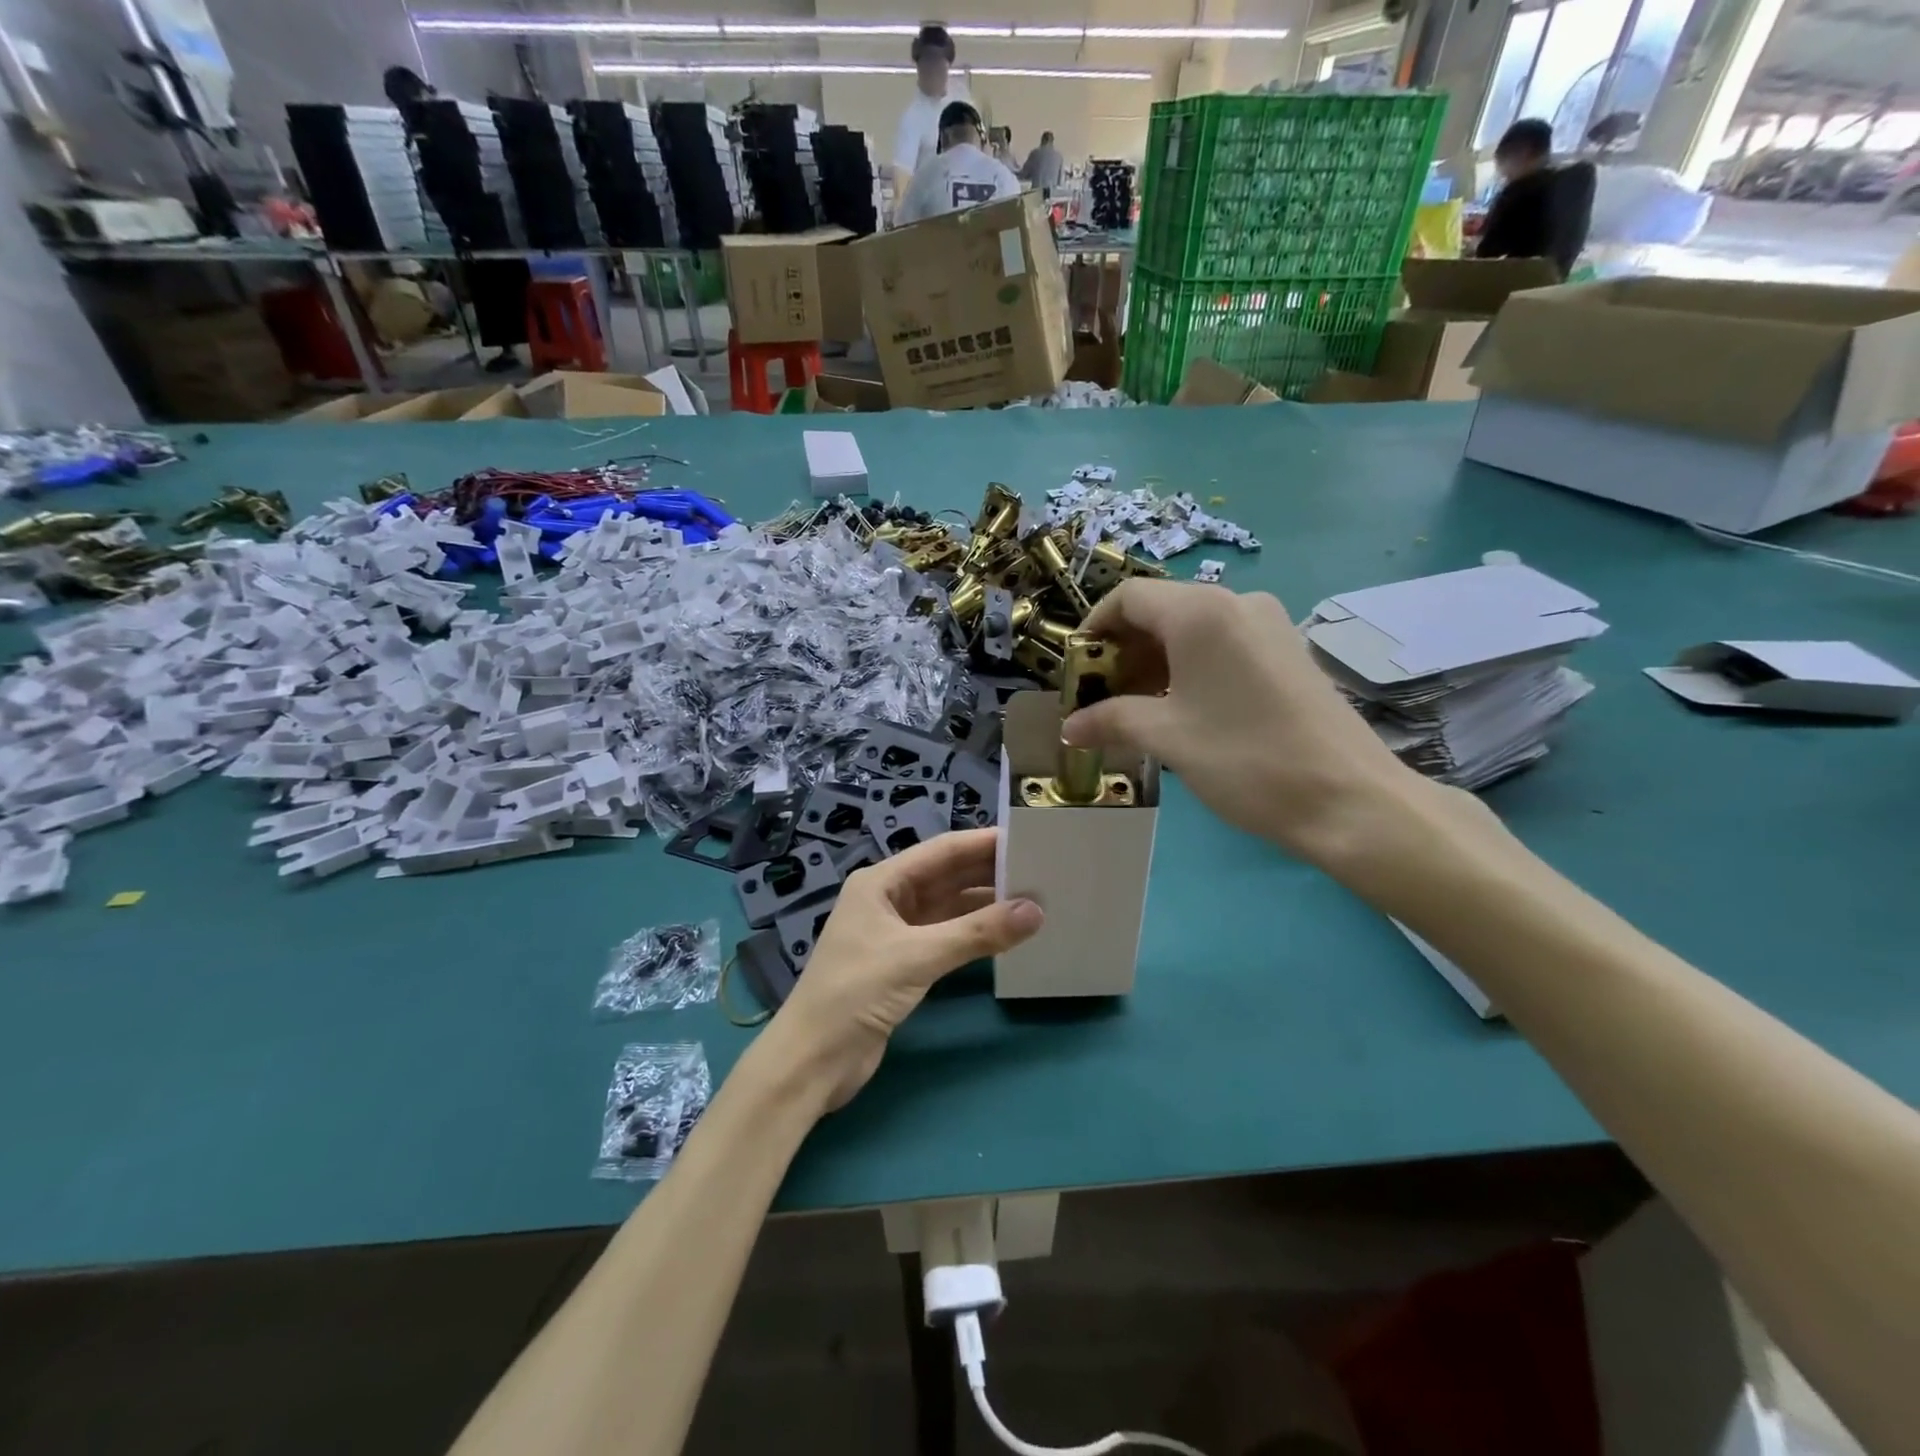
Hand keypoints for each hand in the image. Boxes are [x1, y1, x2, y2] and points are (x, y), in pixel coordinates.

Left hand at [756, 828, 1043, 1111]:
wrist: (812, 1060)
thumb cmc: (856, 992)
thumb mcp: (917, 956)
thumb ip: (977, 933)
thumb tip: (1036, 911)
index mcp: (881, 882)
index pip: (941, 851)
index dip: (983, 843)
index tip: (1027, 838)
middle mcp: (888, 899)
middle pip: (946, 877)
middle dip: (988, 873)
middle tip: (1041, 870)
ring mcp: (895, 932)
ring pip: (948, 908)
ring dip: (985, 905)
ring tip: (1033, 899)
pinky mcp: (902, 964)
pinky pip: (946, 937)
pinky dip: (973, 934)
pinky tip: (1004, 934)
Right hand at [1061, 579, 1418, 871]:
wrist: (1350, 800)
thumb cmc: (1245, 759)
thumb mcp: (1167, 738)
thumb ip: (1110, 720)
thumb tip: (1069, 727)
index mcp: (1200, 612)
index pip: (1128, 598)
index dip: (1093, 629)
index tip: (1078, 672)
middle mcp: (1236, 603)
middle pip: (1160, 611)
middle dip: (1122, 652)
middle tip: (1103, 699)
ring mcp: (1269, 625)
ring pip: (1192, 631)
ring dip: (1154, 663)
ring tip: (1138, 710)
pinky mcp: (1288, 652)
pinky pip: (1223, 646)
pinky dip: (1190, 669)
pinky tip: (1183, 710)